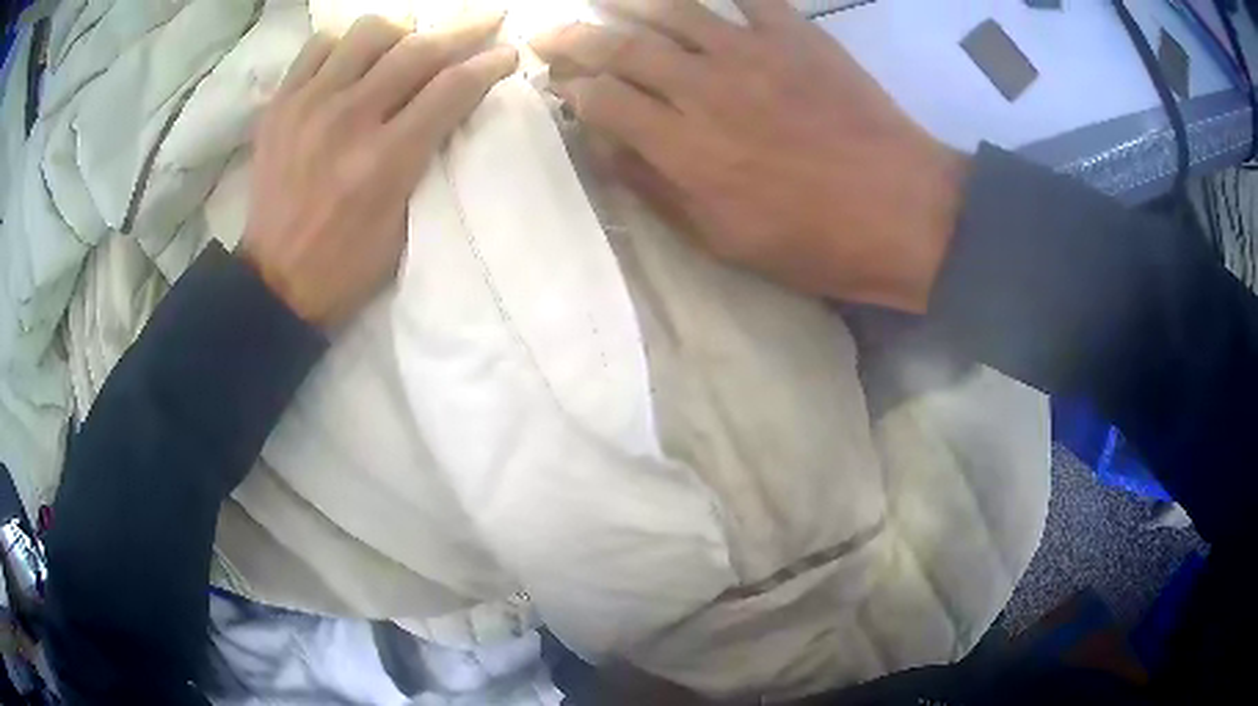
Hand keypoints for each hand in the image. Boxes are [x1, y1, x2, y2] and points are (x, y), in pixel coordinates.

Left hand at [243, 15, 517, 326]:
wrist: (274, 282)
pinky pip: (319, 47)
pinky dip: (345, 43)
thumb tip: (451, 106)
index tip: (508, 52)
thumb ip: (428, 158)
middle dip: (463, 29)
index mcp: (385, 160)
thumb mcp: (405, 224)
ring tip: (409, 44)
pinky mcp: (280, 105)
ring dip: (401, 31)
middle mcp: (347, 120)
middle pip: (418, 48)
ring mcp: (308, 106)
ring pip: (368, 32)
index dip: (489, 63)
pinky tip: (355, 59)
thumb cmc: (347, 265)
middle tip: (484, 23)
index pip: (452, 87)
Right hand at [531, 0, 966, 312]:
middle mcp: (705, 88)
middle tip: (550, 34)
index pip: (602, 101)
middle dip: (575, 38)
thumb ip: (657, 189)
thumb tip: (606, 149)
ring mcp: (753, 52)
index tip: (556, 87)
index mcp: (684, 147)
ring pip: (672, 9)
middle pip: (621, 47)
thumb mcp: (723, 240)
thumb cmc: (815, 241)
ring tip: (602, 0)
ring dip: (626, 2)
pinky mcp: (797, 36)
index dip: (570, 90)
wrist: (905, 214)